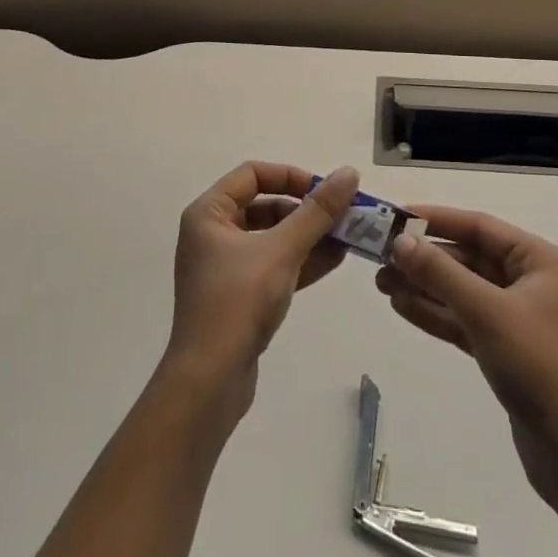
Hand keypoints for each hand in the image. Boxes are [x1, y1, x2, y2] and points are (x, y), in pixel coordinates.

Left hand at [163, 162, 359, 417]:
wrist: (208, 382)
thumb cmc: (238, 302)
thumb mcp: (282, 250)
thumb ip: (317, 212)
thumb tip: (348, 173)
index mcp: (209, 213)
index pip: (253, 174)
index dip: (290, 176)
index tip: (323, 190)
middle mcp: (213, 234)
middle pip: (265, 205)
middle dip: (306, 210)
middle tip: (343, 215)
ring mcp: (225, 267)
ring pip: (273, 238)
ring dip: (309, 236)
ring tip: (349, 237)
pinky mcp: (239, 296)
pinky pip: (274, 265)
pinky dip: (301, 260)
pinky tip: (335, 259)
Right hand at [375, 206, 557, 506]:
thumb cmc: (537, 365)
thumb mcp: (486, 312)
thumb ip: (441, 273)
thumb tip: (400, 241)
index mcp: (537, 260)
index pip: (479, 226)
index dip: (436, 219)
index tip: (396, 217)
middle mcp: (528, 281)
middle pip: (467, 258)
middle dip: (425, 259)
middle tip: (379, 258)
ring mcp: (515, 317)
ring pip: (461, 290)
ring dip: (424, 286)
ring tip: (381, 283)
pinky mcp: (503, 349)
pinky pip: (462, 319)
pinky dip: (435, 313)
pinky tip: (401, 306)